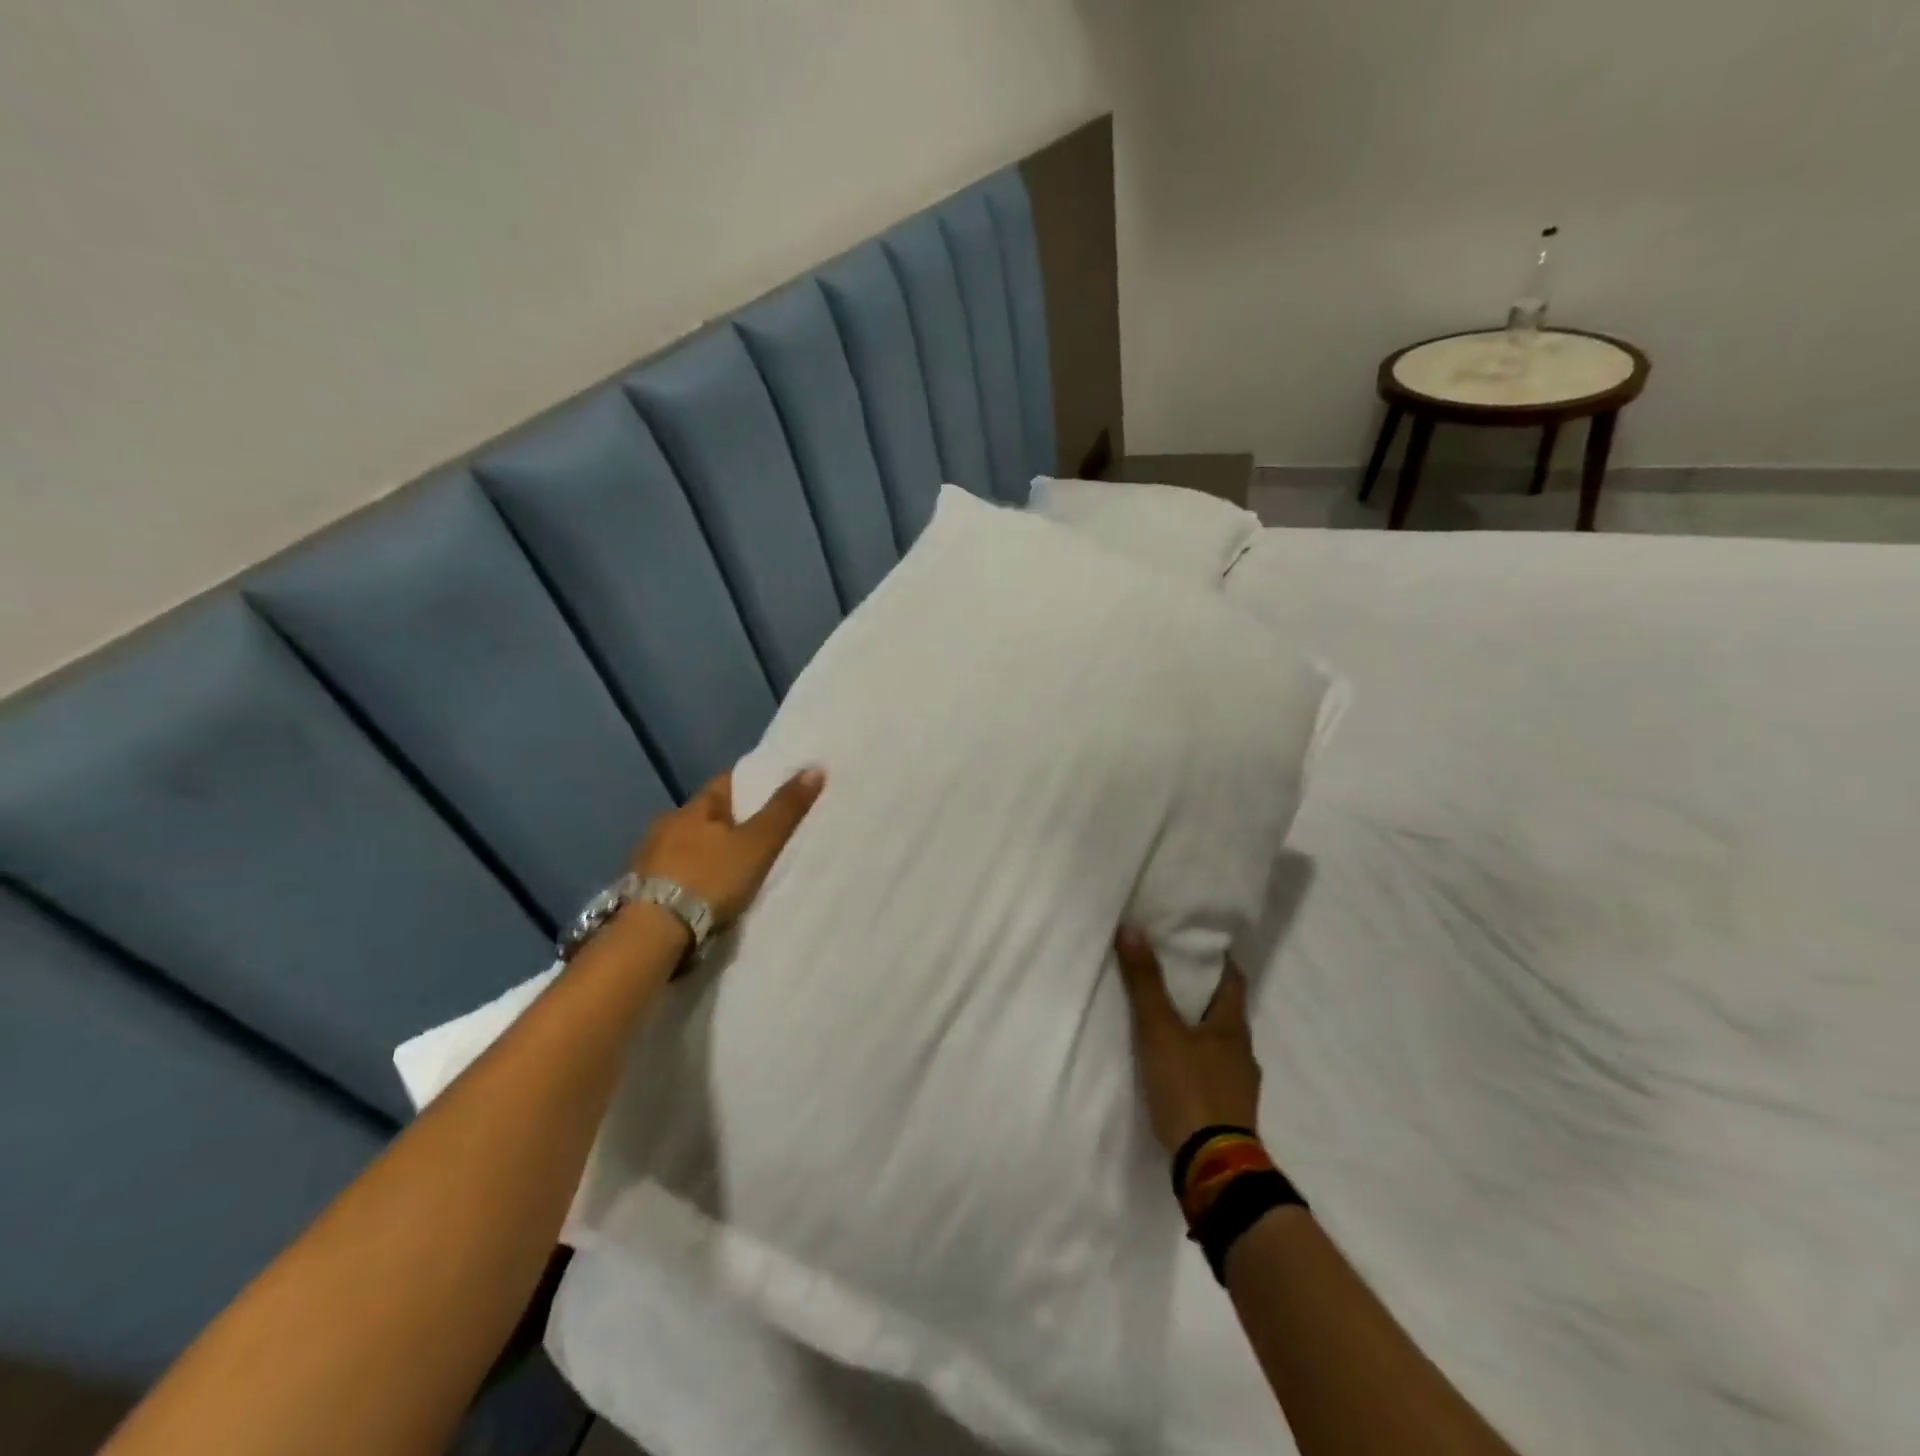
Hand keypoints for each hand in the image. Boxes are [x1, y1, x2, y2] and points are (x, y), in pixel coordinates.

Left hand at [632, 768, 824, 927]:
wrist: (651, 934)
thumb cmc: (709, 879)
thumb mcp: (757, 844)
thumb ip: (785, 810)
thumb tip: (815, 767)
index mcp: (693, 807)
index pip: (726, 782)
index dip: (752, 785)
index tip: (773, 793)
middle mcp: (665, 825)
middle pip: (706, 815)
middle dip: (730, 822)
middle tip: (760, 835)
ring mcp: (648, 858)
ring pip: (688, 845)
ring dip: (707, 852)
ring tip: (734, 867)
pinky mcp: (639, 890)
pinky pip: (674, 873)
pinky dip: (692, 877)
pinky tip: (705, 891)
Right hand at [1114, 926, 1261, 1153]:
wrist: (1212, 1168)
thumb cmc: (1189, 1088)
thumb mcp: (1159, 1031)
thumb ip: (1145, 983)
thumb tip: (1132, 929)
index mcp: (1233, 1027)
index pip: (1233, 980)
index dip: (1219, 960)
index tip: (1199, 944)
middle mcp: (1243, 1053)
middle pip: (1225, 1012)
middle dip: (1202, 994)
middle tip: (1171, 976)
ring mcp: (1239, 1086)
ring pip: (1218, 1045)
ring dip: (1198, 1031)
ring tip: (1167, 1021)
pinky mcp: (1228, 1113)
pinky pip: (1212, 1074)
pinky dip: (1195, 1062)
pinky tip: (1174, 1068)